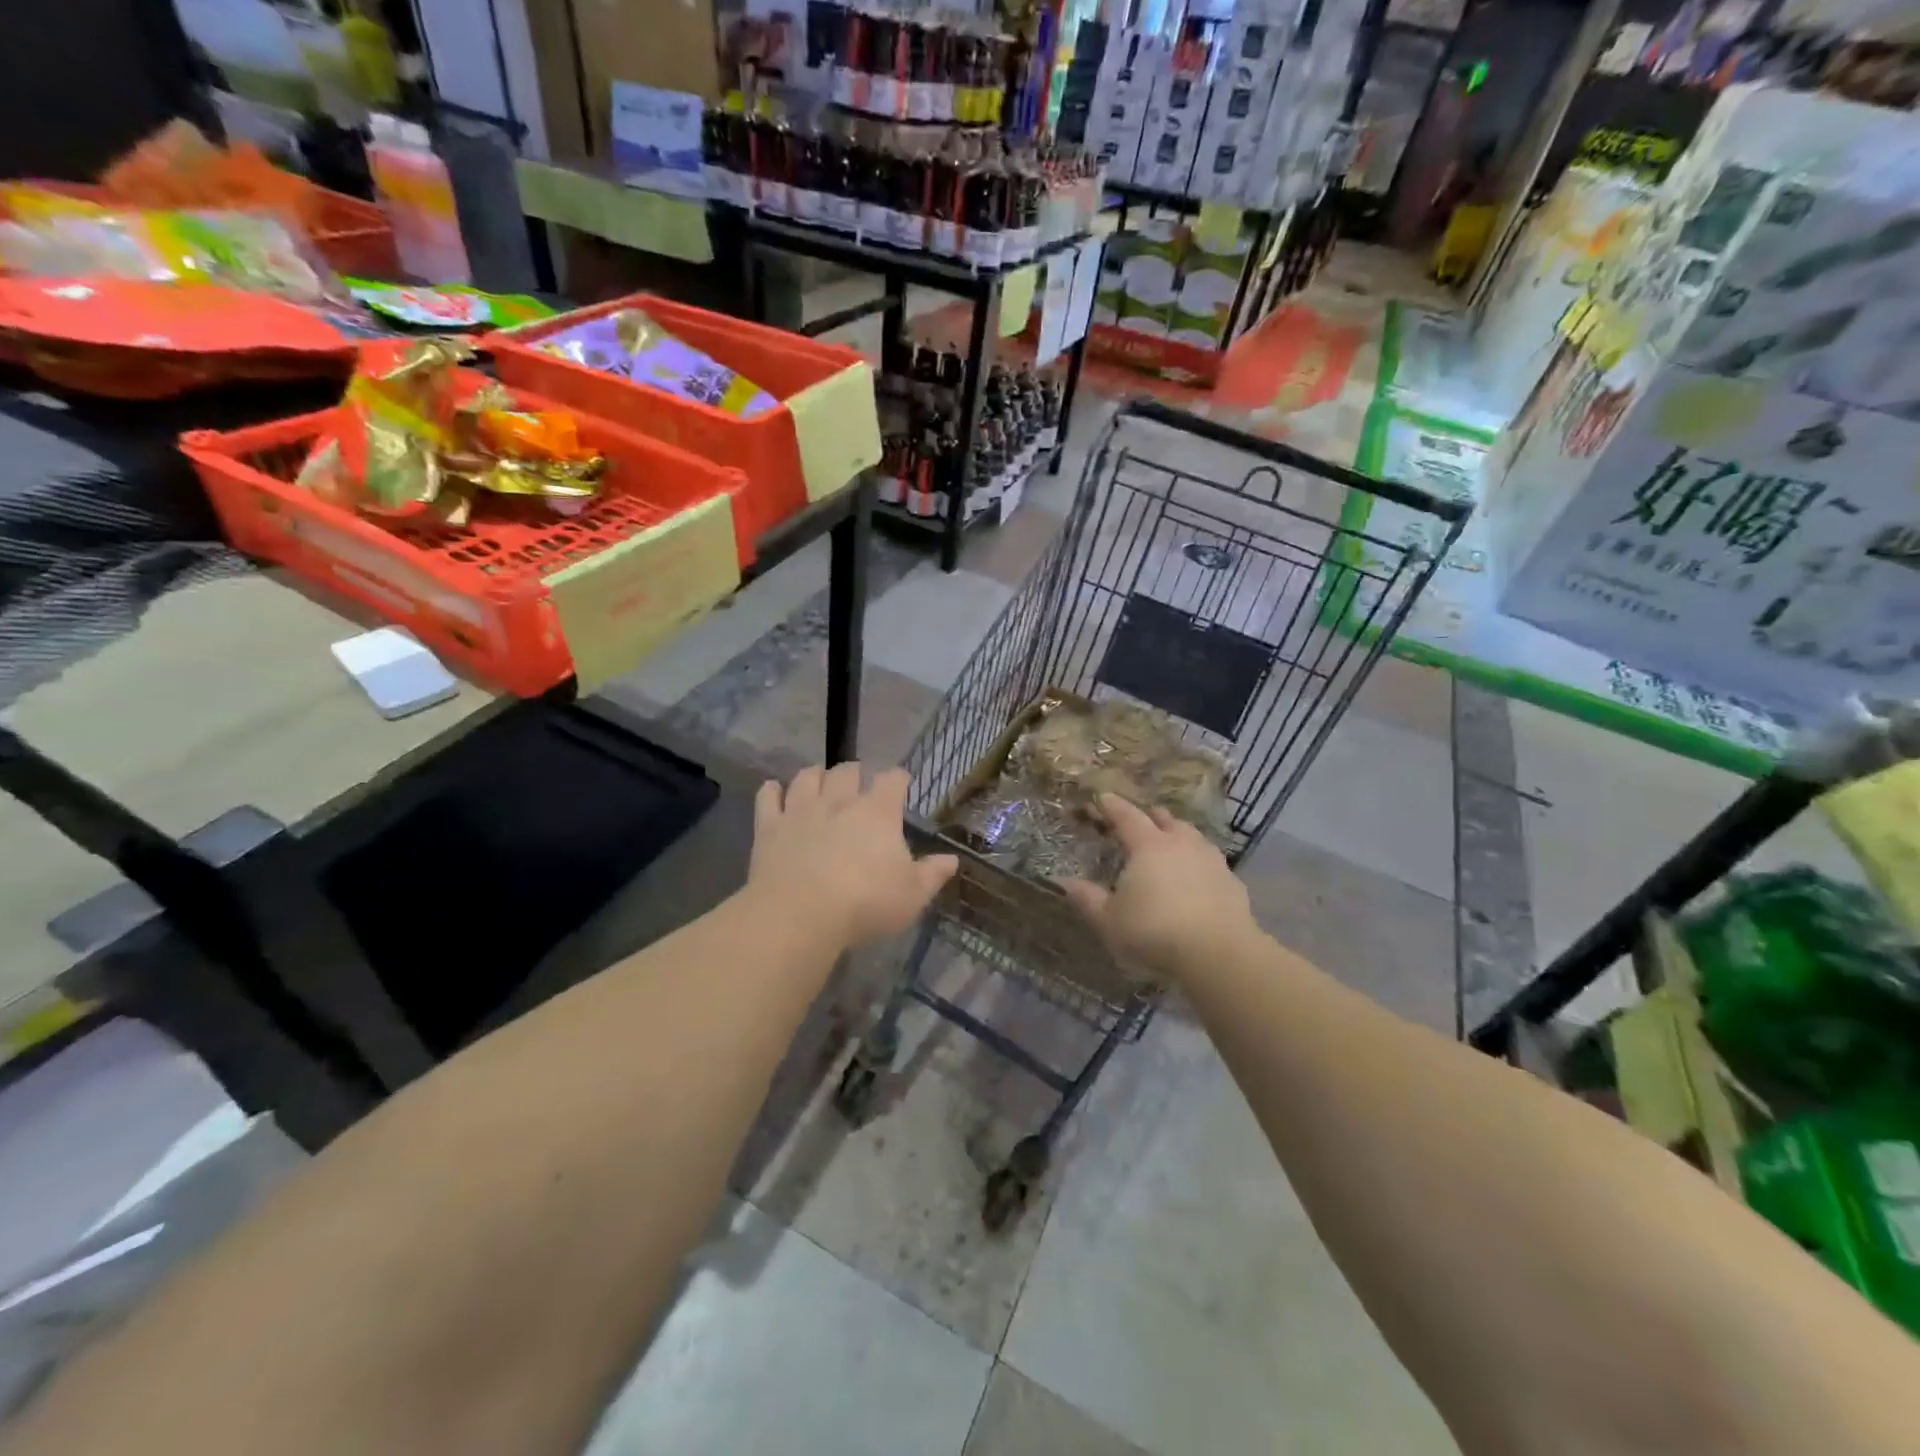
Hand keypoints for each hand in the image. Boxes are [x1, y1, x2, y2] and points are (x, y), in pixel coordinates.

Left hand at [748, 763, 957, 948]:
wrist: (801, 913)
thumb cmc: (865, 903)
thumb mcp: (912, 895)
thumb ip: (932, 874)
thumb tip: (952, 859)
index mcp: (878, 813)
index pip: (892, 780)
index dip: (898, 778)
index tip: (902, 781)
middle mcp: (839, 801)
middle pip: (847, 771)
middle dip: (854, 772)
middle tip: (857, 780)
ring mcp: (801, 810)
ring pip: (807, 777)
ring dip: (815, 774)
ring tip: (819, 779)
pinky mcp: (769, 827)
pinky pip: (767, 797)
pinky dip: (771, 790)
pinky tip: (773, 790)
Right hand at [1060, 793, 1254, 976]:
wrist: (1218, 953)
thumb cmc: (1154, 931)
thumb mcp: (1109, 920)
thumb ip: (1087, 898)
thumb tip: (1063, 881)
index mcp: (1147, 845)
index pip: (1127, 816)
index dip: (1113, 806)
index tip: (1103, 797)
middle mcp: (1181, 844)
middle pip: (1165, 820)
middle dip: (1151, 816)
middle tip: (1142, 818)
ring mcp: (1211, 861)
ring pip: (1193, 837)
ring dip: (1179, 835)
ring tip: (1171, 842)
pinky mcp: (1232, 883)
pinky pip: (1211, 863)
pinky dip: (1199, 863)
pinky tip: (1197, 878)